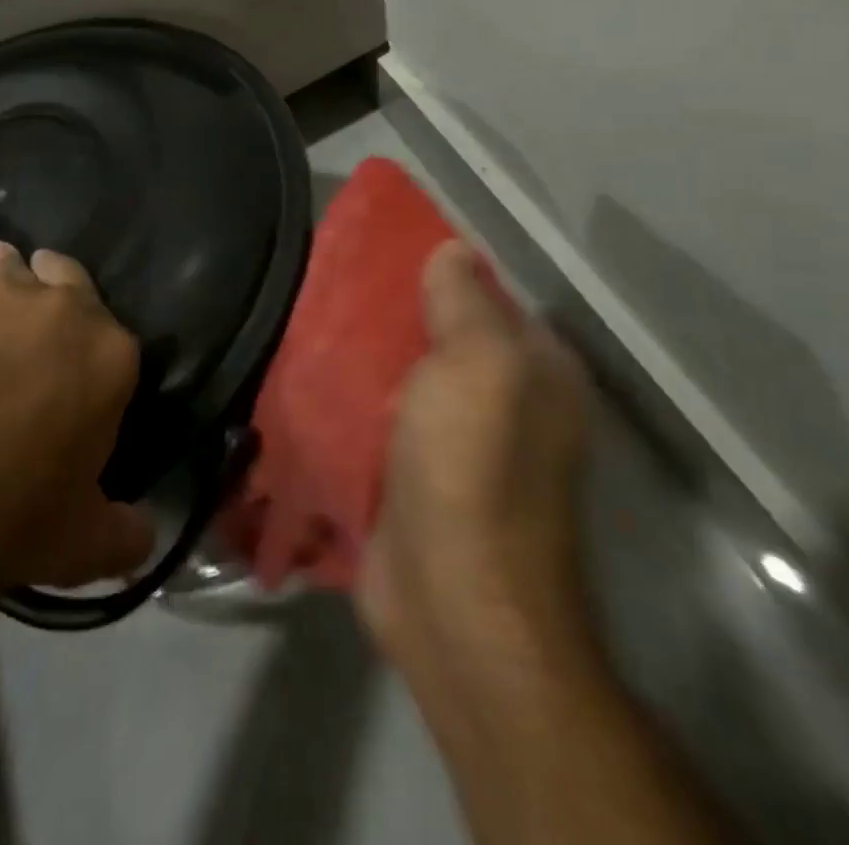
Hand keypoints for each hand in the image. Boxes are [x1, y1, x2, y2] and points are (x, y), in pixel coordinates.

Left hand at [0, 241, 153, 593]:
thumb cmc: (7, 521)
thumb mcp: (83, 545)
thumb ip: (127, 534)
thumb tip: (145, 535)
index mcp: (110, 353)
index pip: (115, 333)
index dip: (93, 352)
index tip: (73, 372)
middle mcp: (61, 307)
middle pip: (64, 274)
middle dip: (51, 289)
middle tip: (31, 329)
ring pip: (4, 270)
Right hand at [357, 240, 592, 694]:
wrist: (452, 603)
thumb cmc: (473, 468)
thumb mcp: (478, 366)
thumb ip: (464, 302)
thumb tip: (454, 250)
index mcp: (536, 371)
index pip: (487, 296)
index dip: (439, 269)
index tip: (380, 247)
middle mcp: (505, 403)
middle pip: (442, 336)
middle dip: (393, 311)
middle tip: (332, 279)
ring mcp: (457, 444)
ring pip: (407, 377)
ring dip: (367, 354)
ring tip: (312, 314)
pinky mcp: (413, 477)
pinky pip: (379, 419)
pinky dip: (352, 399)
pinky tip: (312, 372)